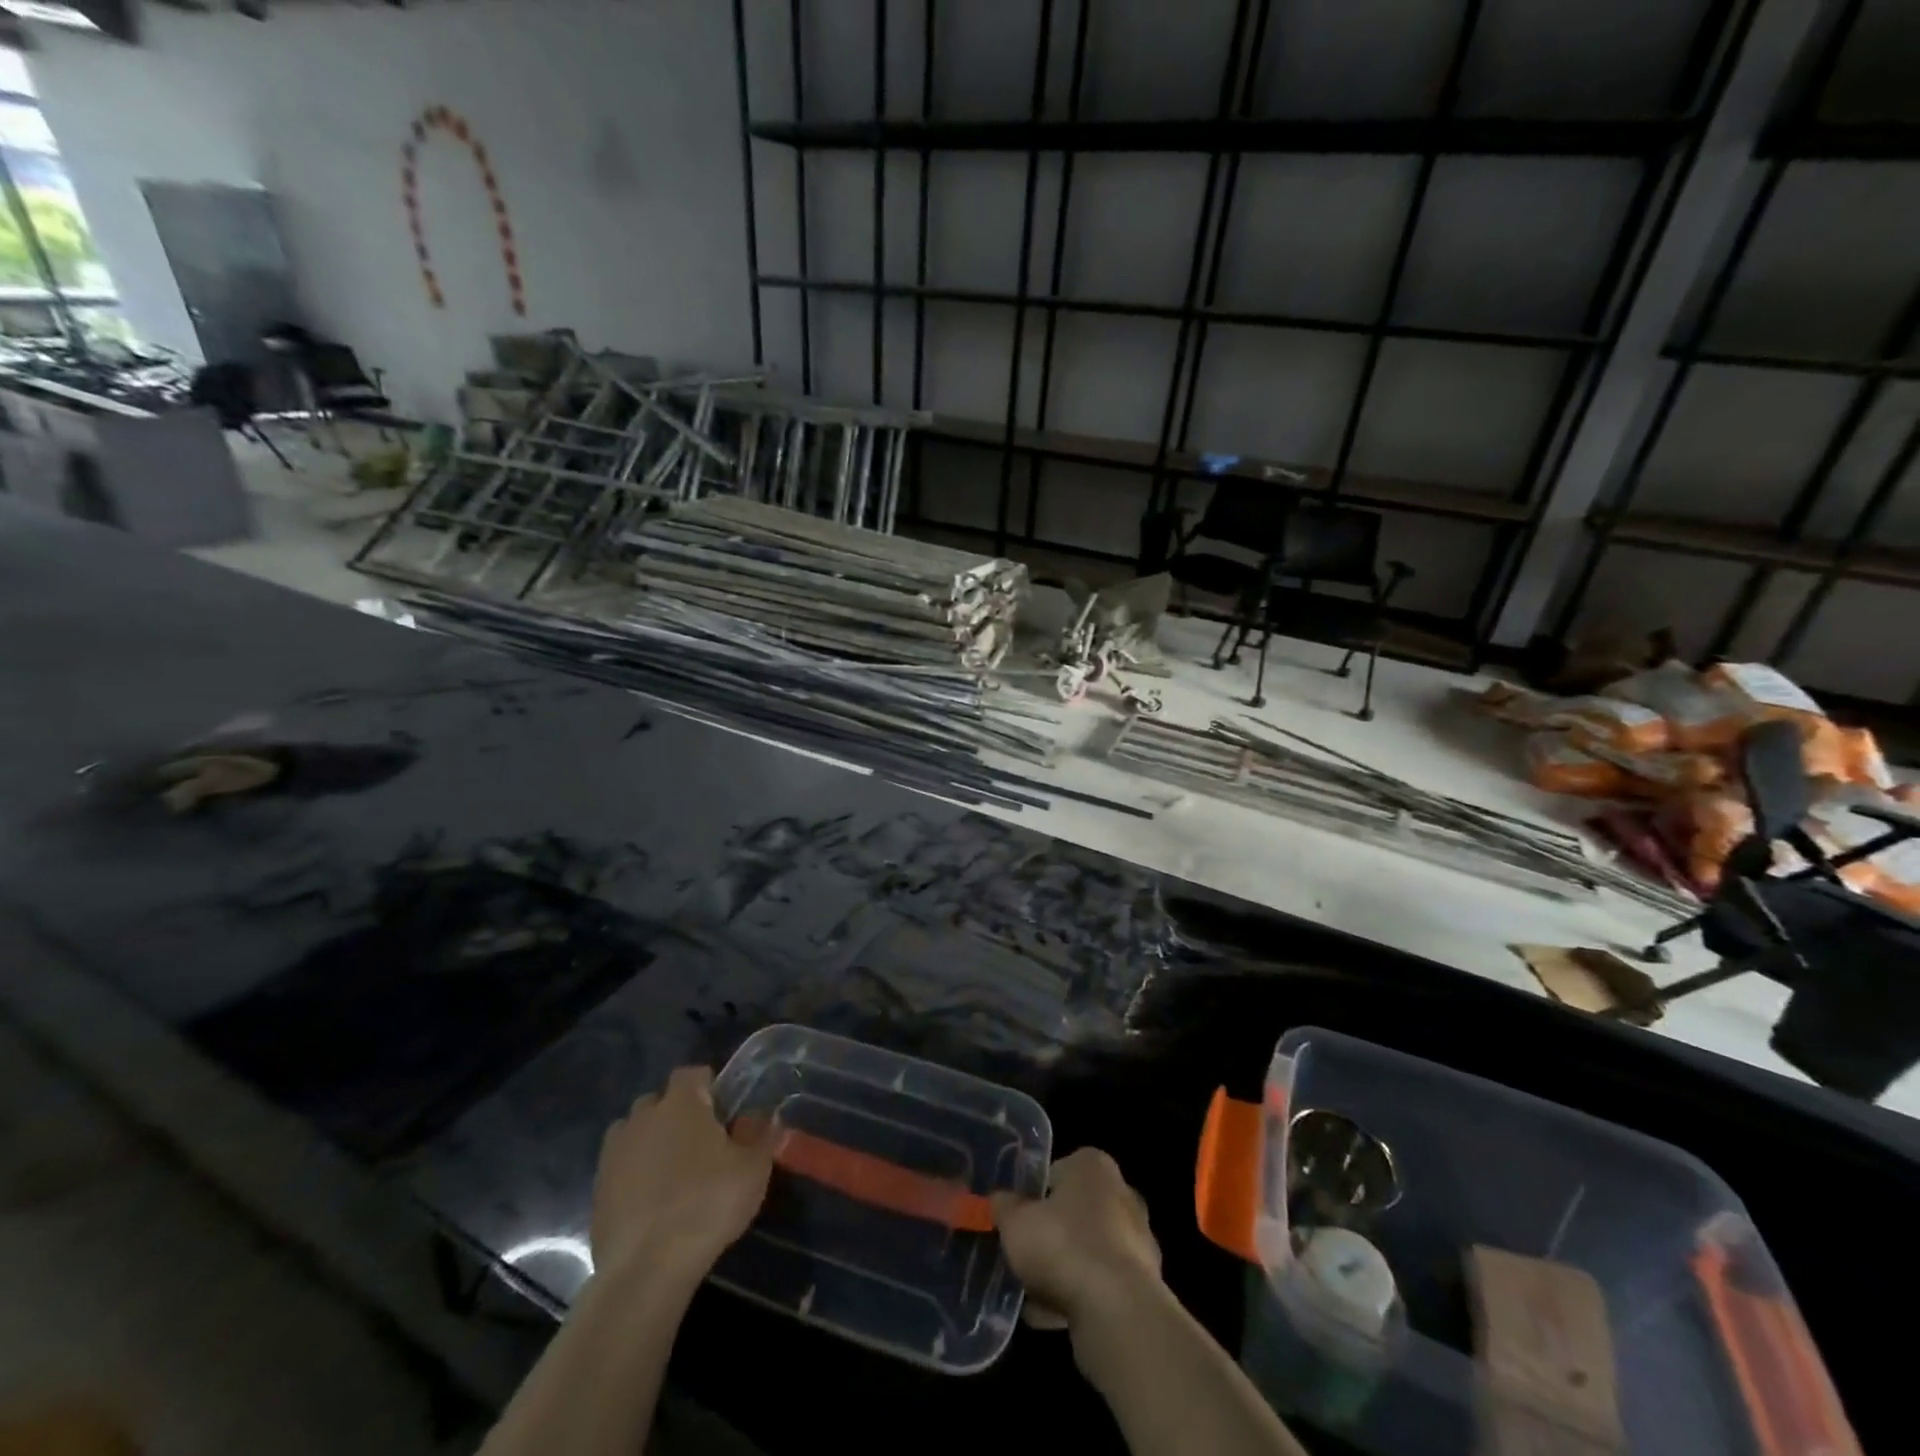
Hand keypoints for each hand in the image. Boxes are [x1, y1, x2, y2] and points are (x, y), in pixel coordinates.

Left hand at [590, 1066, 771, 1281]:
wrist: (646, 1268)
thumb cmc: (707, 1205)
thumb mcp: (753, 1168)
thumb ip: (761, 1134)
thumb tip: (761, 1116)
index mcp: (681, 1103)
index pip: (691, 1073)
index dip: (708, 1086)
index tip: (723, 1110)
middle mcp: (643, 1118)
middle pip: (659, 1101)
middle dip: (676, 1114)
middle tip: (700, 1143)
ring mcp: (614, 1154)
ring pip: (634, 1133)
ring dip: (650, 1142)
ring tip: (672, 1172)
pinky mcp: (597, 1190)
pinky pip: (619, 1168)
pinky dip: (633, 1176)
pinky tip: (651, 1203)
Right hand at [990, 1147, 1162, 1330]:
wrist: (1118, 1312)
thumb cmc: (1063, 1247)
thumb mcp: (1015, 1223)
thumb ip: (1004, 1207)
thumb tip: (999, 1199)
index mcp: (1094, 1166)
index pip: (1056, 1172)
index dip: (1032, 1196)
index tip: (1016, 1219)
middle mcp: (1122, 1194)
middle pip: (1074, 1211)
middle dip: (1050, 1233)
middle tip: (1023, 1255)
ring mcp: (1138, 1240)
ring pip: (1087, 1249)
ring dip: (1063, 1268)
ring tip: (1031, 1294)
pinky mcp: (1145, 1283)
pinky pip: (1102, 1283)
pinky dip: (1080, 1295)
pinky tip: (1051, 1317)